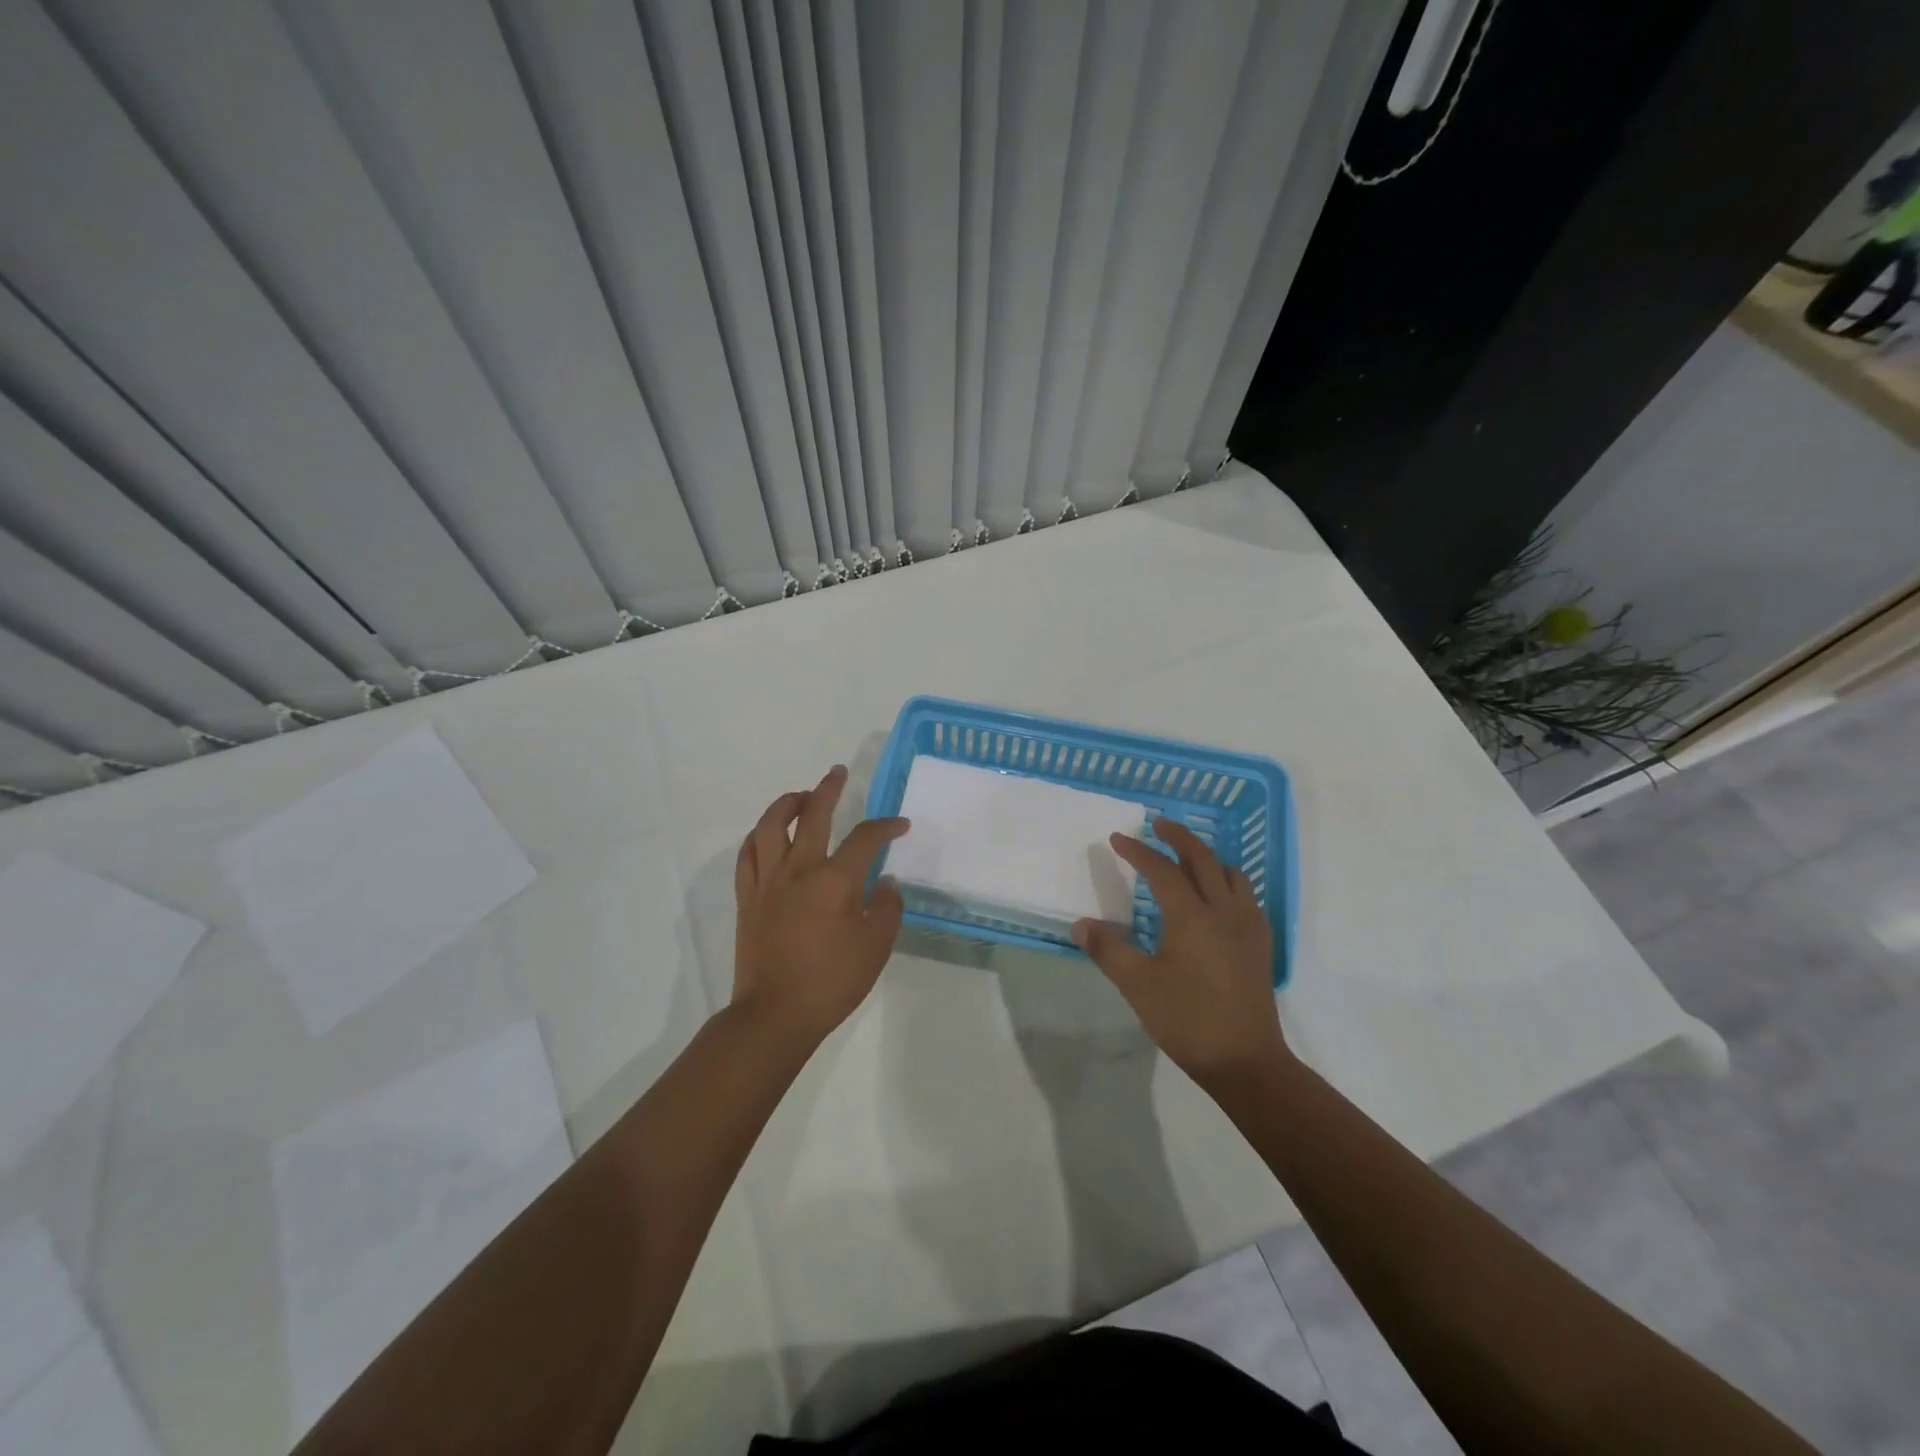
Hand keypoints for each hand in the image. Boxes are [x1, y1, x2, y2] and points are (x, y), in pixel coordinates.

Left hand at [731, 765, 909, 1045]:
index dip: (886, 826)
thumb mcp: (876, 949)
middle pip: (812, 814)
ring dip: (786, 803)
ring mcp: (768, 882)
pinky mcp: (748, 897)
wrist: (775, 1015)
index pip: (865, 838)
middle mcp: (798, 870)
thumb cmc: (831, 983)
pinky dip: (758, 836)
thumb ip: (887, 909)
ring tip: (800, 796)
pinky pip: (748, 854)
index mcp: (834, 881)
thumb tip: (886, 882)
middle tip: (837, 774)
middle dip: (828, 789)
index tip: (900, 825)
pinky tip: (767, 834)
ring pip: (770, 826)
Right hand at [1073, 819, 1288, 1086]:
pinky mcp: (1260, 944)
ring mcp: (1248, 926)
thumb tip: (1081, 925)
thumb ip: (1108, 950)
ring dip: (1207, 858)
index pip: (1162, 870)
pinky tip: (1217, 897)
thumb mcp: (1138, 986)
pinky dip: (1227, 881)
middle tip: (1158, 824)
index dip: (1138, 851)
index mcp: (1192, 917)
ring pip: (1231, 874)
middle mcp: (1224, 911)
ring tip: (1187, 858)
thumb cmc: (1187, 1020)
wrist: (1246, 1061)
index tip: (1117, 839)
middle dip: (1179, 837)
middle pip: (1203, 859)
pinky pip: (1246, 896)